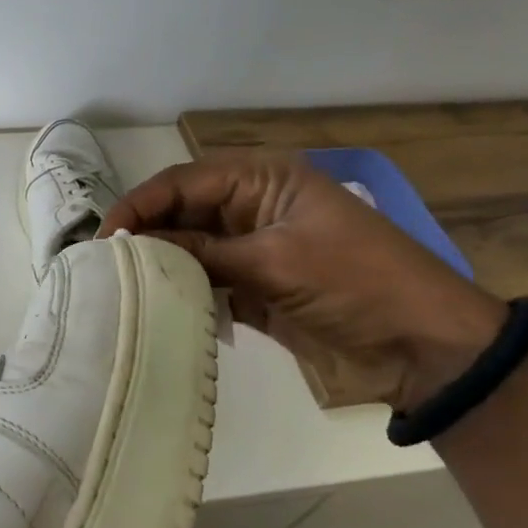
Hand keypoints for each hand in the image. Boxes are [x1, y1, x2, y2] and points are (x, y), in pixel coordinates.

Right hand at [99, 150, 505, 410]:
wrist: (424, 347)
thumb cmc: (356, 282)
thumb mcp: (275, 260)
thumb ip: (203, 251)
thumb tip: (135, 246)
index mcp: (263, 180)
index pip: (184, 182)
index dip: (141, 205)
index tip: (105, 238)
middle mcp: (252, 207)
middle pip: (182, 212)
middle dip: (146, 234)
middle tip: (104, 265)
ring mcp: (253, 249)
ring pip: (190, 248)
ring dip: (160, 265)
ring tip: (118, 286)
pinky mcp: (255, 288)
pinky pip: (206, 282)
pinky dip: (183, 292)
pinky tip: (154, 306)